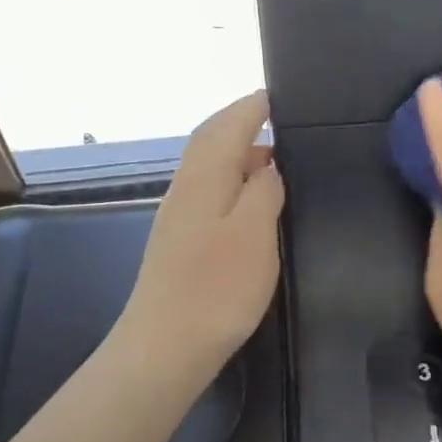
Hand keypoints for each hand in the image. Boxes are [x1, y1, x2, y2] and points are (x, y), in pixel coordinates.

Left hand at [124, 91, 284, 368]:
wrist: (165, 346)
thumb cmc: (217, 287)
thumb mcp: (255, 233)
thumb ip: (264, 190)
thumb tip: (267, 165)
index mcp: (204, 179)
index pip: (226, 126)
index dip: (251, 108)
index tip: (275, 95)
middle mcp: (186, 188)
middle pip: (211, 141)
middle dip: (240, 123)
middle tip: (277, 118)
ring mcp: (179, 216)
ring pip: (208, 166)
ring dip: (236, 152)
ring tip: (273, 156)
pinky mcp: (180, 241)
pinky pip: (208, 190)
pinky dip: (231, 179)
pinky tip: (250, 198)